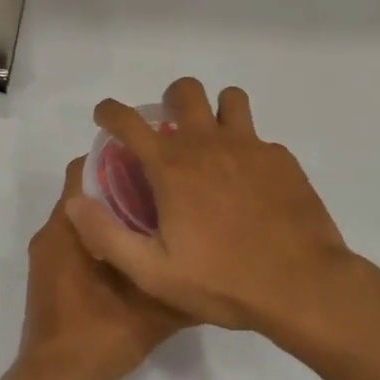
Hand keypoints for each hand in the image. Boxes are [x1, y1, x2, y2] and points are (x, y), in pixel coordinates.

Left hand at [18, 158, 187, 379]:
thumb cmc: (97, 336)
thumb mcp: (151, 312)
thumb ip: (179, 284)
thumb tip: (213, 264)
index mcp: (68, 229)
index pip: (83, 171)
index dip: (114, 160)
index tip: (149, 162)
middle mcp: (52, 233)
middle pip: (83, 192)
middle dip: (117, 185)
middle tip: (159, 190)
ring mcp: (47, 255)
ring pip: (79, 217)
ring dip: (109, 213)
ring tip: (152, 219)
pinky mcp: (49, 274)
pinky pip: (74, 239)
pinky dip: (99, 237)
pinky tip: (132, 253)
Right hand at [65, 78, 357, 337]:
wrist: (305, 288)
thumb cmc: (224, 281)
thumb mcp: (154, 273)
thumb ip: (107, 236)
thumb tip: (74, 203)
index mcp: (172, 167)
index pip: (129, 120)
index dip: (110, 111)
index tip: (105, 116)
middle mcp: (208, 144)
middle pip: (185, 91)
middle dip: (171, 100)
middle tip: (170, 129)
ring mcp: (250, 147)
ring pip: (230, 99)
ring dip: (216, 112)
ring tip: (214, 143)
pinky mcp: (282, 160)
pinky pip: (259, 138)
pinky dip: (248, 150)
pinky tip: (251, 185)